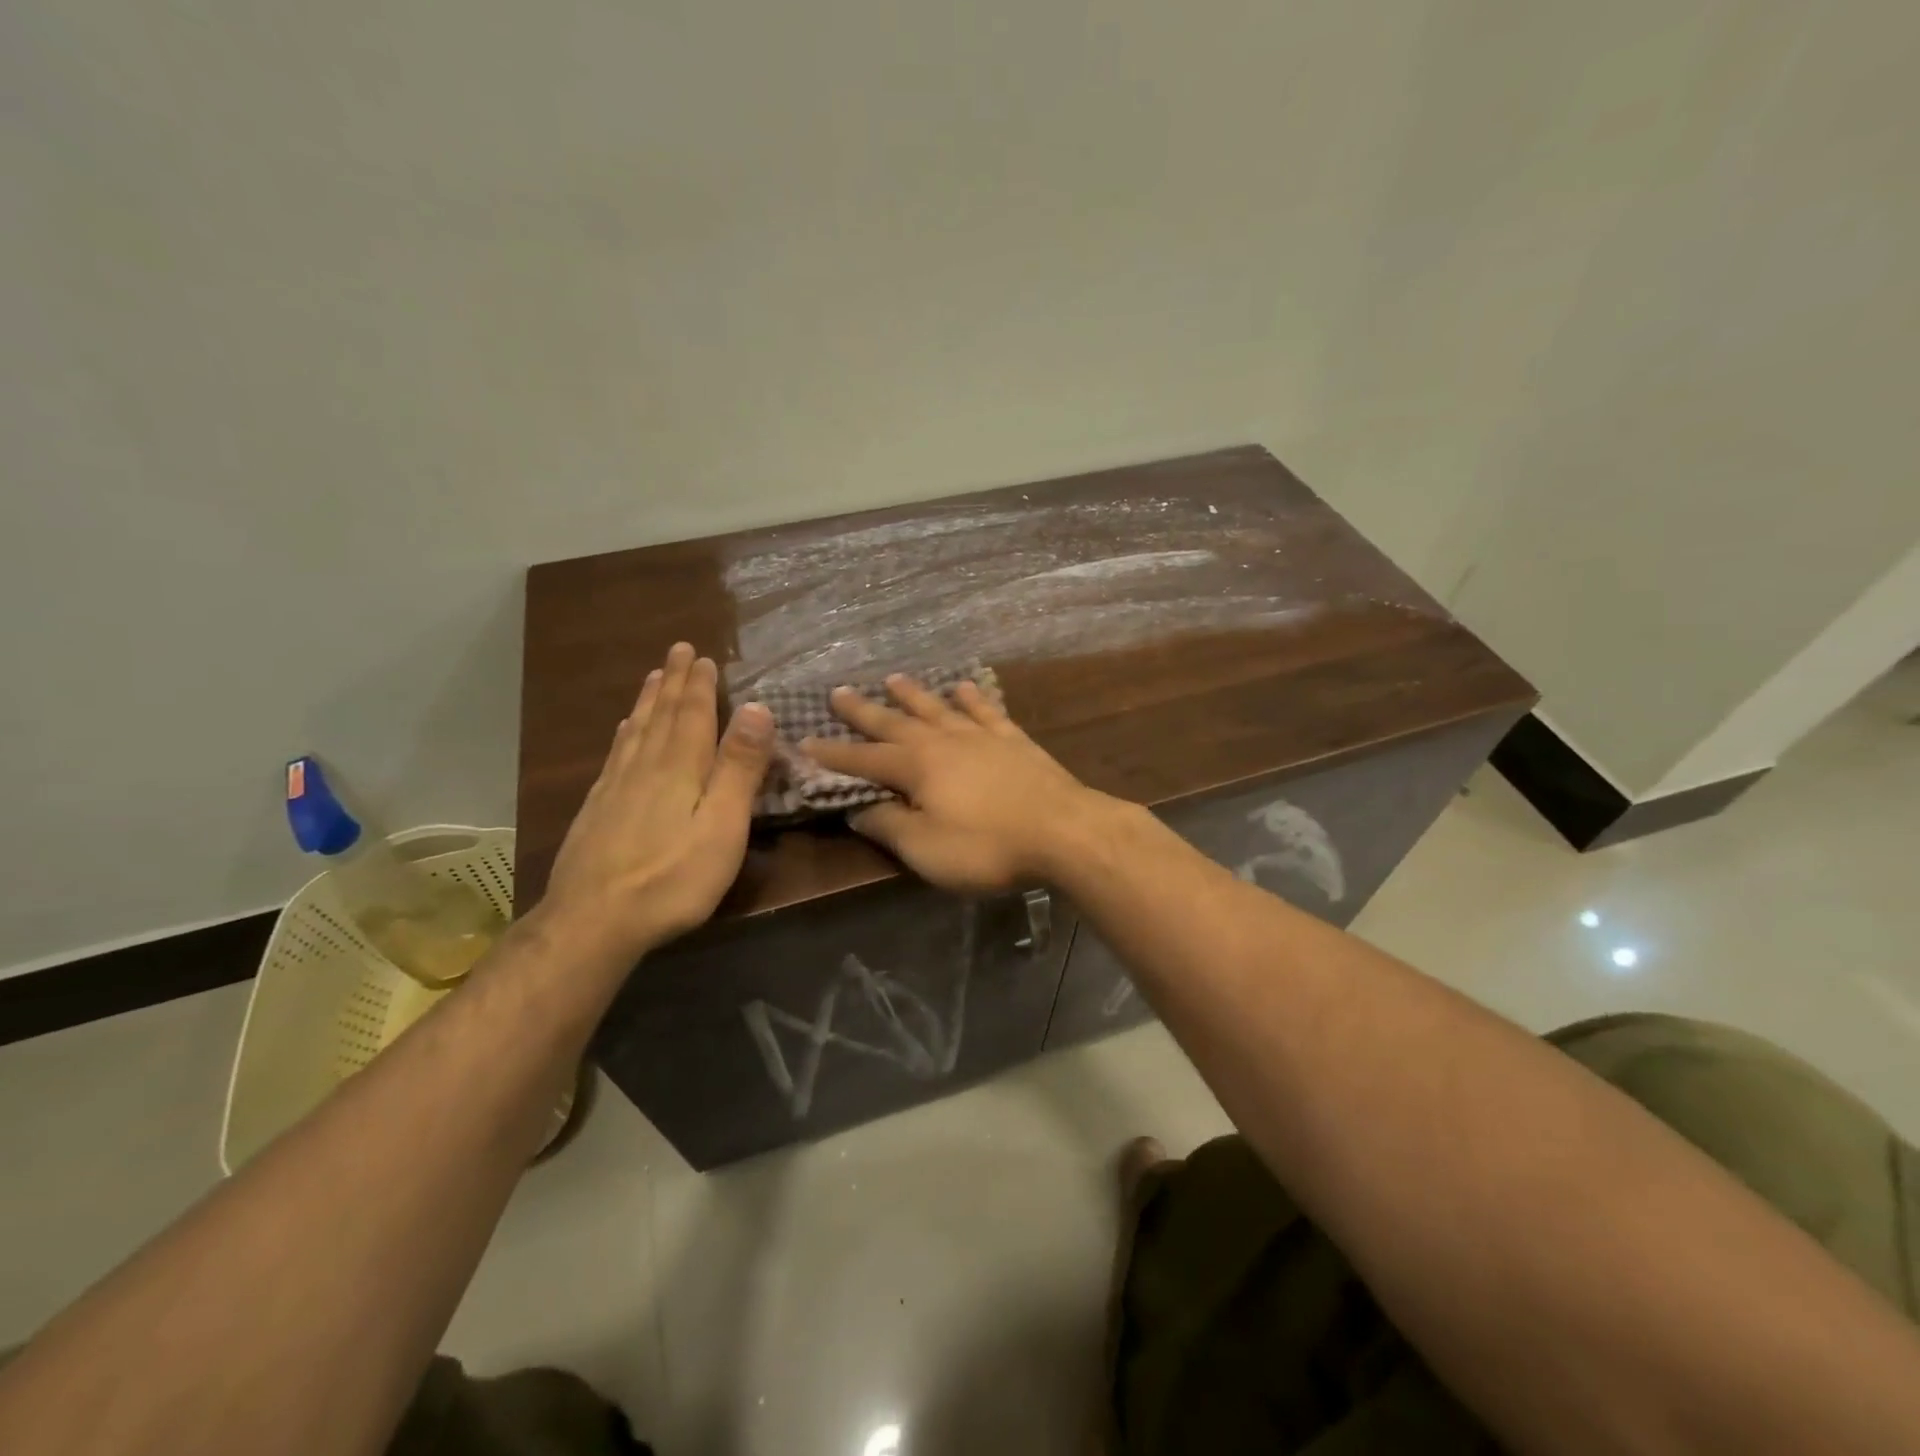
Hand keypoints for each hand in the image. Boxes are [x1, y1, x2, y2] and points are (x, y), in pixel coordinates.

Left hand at [539, 643, 773, 962]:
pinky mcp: (597, 810)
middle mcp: (645, 766)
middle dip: (673, 681)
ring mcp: (615, 787)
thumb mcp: (723, 825)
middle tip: (678, 650)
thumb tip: (757, 707)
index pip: (692, 715)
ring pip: (635, 731)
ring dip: (648, 700)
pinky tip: (623, 731)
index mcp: (680, 767)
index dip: (699, 685)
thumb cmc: (673, 877)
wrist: (593, 921)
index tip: (702, 656)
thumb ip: (739, 767)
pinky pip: (615, 755)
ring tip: (653, 677)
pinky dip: (624, 733)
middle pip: (661, 715)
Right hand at [801, 674, 1110, 893]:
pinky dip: (972, 697)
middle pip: (895, 722)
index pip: (863, 758)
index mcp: (916, 767)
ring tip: (893, 678)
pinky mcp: (1013, 739)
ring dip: (913, 694)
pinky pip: (985, 710)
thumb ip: (888, 826)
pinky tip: (965, 686)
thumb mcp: (926, 849)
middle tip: (838, 691)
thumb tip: (857, 809)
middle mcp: (943, 741)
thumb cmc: (988, 847)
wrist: (1064, 831)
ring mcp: (980, 735)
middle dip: (864, 710)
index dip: (833, 753)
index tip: (805, 742)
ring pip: (938, 707)